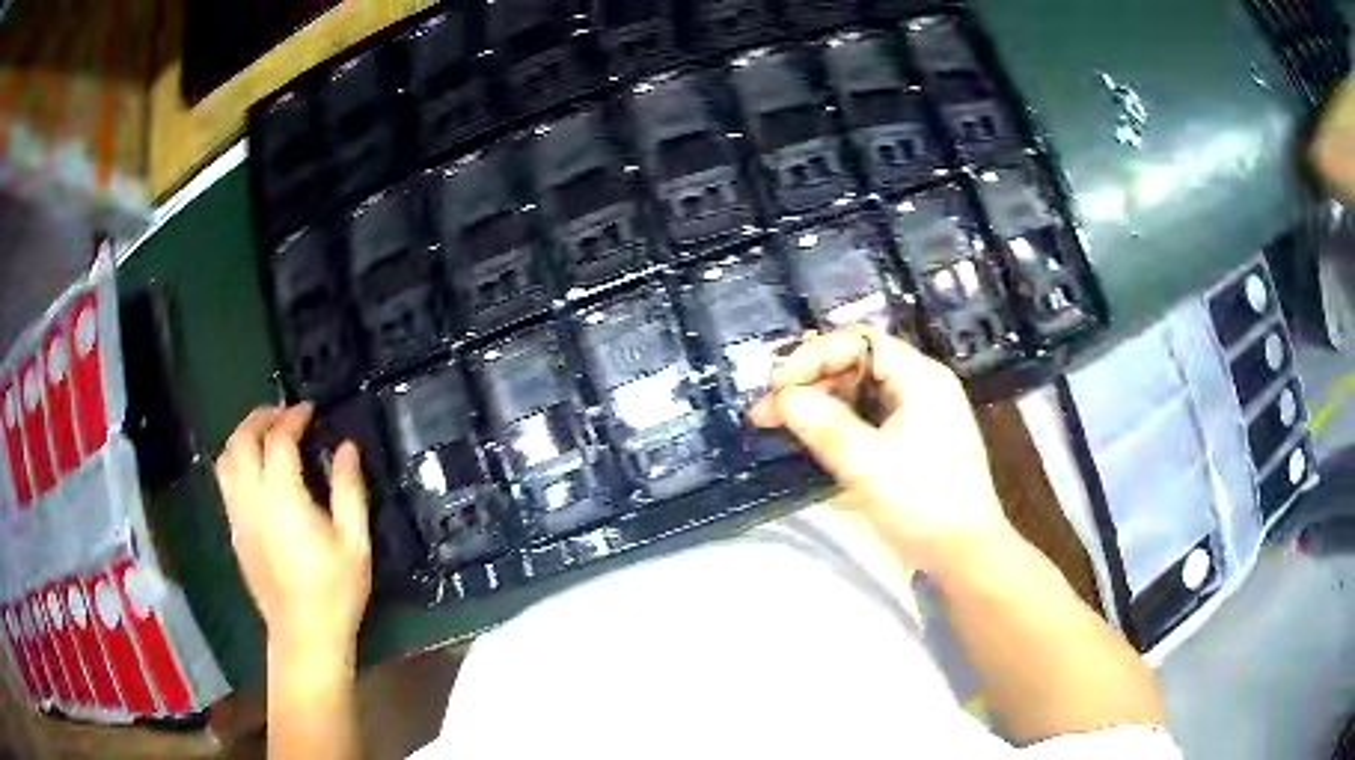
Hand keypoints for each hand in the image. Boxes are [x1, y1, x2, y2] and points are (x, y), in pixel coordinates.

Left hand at [214, 404, 370, 657]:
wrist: (304, 633)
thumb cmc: (335, 589)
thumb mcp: (355, 541)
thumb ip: (349, 489)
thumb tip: (346, 448)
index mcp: (283, 498)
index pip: (278, 440)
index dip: (293, 418)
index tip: (309, 411)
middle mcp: (252, 500)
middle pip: (241, 441)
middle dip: (259, 418)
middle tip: (282, 415)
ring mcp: (238, 516)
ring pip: (226, 459)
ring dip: (242, 437)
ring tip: (265, 436)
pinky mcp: (235, 531)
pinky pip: (226, 483)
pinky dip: (237, 461)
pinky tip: (256, 471)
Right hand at [748, 327, 1015, 576]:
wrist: (965, 553)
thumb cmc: (925, 504)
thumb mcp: (870, 466)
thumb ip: (824, 426)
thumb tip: (780, 397)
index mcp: (919, 378)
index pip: (859, 342)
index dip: (815, 355)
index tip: (778, 385)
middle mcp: (919, 386)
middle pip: (856, 365)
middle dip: (810, 382)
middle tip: (767, 410)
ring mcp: (916, 413)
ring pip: (858, 392)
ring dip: (818, 404)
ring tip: (776, 423)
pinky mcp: (910, 439)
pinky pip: (866, 418)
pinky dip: (836, 424)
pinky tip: (809, 438)